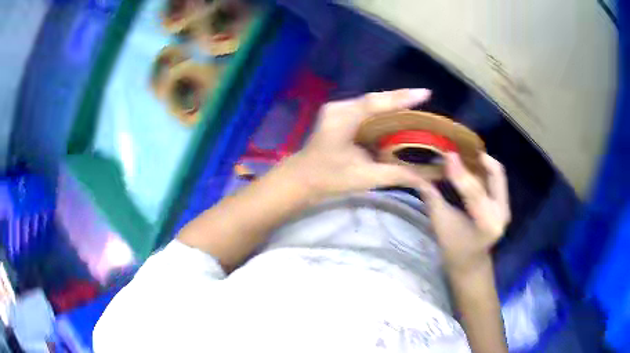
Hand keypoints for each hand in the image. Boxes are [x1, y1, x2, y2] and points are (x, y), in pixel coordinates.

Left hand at [284, 89, 431, 199]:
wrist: (301, 179)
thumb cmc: (329, 179)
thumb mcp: (365, 178)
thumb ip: (396, 175)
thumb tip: (425, 180)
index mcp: (343, 118)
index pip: (376, 103)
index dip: (401, 97)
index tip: (425, 93)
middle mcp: (339, 108)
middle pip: (374, 100)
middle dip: (400, 99)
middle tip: (424, 99)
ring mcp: (337, 110)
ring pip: (370, 104)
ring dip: (391, 105)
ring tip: (415, 106)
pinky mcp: (338, 116)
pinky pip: (365, 111)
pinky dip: (381, 113)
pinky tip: (395, 117)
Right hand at [416, 153, 510, 273]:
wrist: (470, 262)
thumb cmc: (454, 248)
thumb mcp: (440, 225)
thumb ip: (432, 198)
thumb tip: (416, 175)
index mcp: (486, 224)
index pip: (475, 192)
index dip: (460, 172)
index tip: (448, 154)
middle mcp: (501, 213)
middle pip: (496, 175)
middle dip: (479, 159)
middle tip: (460, 148)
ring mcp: (505, 208)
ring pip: (498, 174)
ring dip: (482, 162)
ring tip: (465, 154)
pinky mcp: (504, 204)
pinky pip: (497, 179)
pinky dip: (485, 169)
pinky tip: (471, 166)